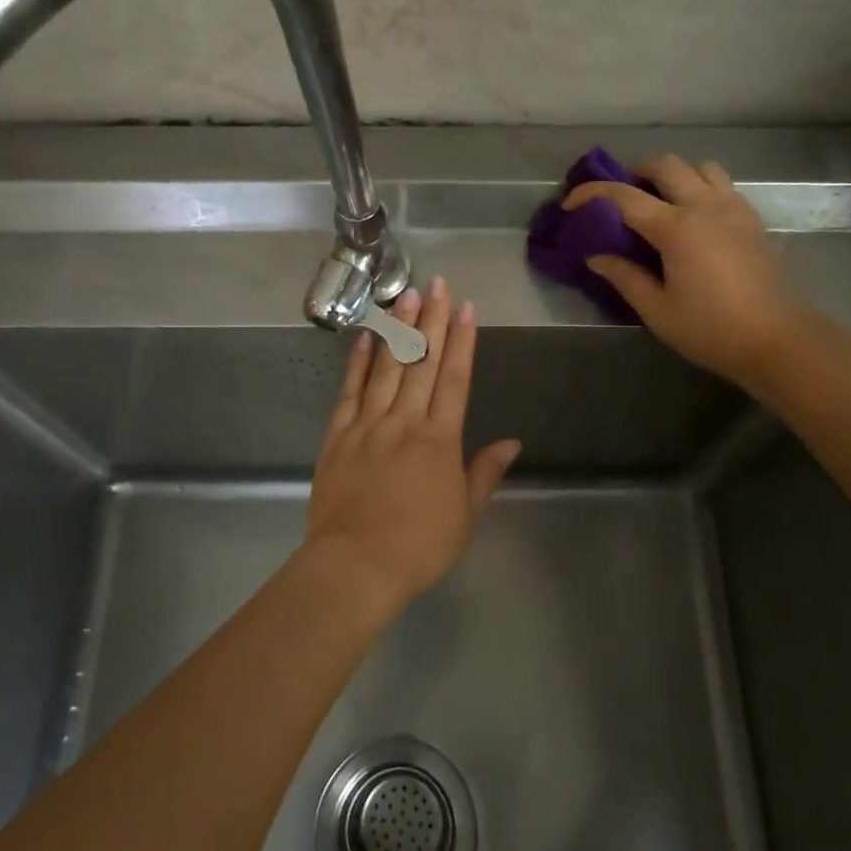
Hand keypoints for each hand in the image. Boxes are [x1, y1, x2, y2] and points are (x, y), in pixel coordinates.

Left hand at [303, 280, 521, 611]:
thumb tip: (512, 441)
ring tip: (407, 296)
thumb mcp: (465, 515)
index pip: (455, 379)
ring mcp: (368, 426)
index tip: (467, 309)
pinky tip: (365, 338)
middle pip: (422, 363)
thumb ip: (485, 473)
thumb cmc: (419, 546)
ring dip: (399, 330)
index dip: (463, 341)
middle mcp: (405, 422)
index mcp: (440, 439)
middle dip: (432, 321)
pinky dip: (357, 363)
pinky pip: (349, 392)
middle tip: (438, 284)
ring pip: (386, 369)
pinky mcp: (338, 437)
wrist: (356, 566)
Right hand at [564, 154, 803, 386]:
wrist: (775, 340)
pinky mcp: (751, 219)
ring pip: (700, 167)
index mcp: (677, 229)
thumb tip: (596, 256)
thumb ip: (624, 277)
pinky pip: (722, 185)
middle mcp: (705, 207)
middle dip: (635, 172)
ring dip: (673, 175)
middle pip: (666, 165)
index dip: (592, 194)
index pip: (624, 196)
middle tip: (619, 198)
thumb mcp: (657, 310)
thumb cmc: (710, 330)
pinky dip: (700, 187)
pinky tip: (692, 217)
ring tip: (659, 201)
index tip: (571, 204)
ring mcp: (734, 208)